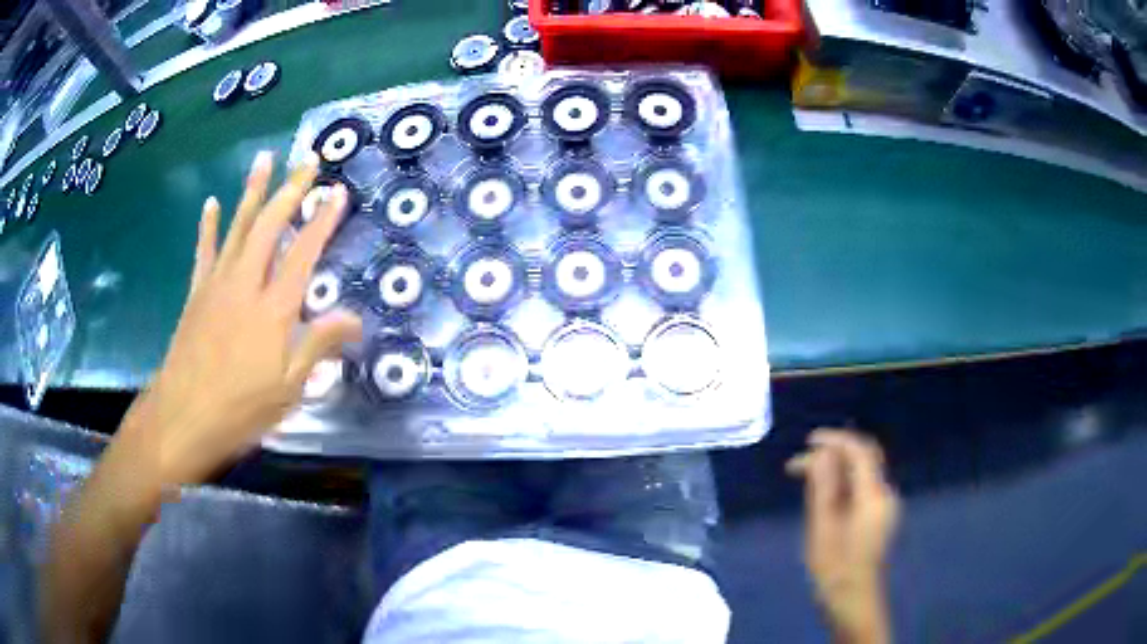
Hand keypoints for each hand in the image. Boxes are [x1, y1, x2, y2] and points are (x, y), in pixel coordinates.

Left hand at [123, 151, 361, 487]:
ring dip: (253, 191)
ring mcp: (218, 283)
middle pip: (270, 226)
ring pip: (238, 226)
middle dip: (291, 189)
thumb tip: (355, 319)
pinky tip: (212, 203)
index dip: (322, 220)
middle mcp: (246, 284)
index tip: (338, 191)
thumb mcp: (289, 388)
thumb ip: (319, 346)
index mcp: (273, 308)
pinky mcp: (197, 292)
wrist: (183, 416)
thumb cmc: (240, 408)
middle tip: (309, 160)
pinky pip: (205, 250)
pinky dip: (209, 225)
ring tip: (265, 159)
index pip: (303, 253)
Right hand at [787, 429, 899, 643]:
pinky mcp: (880, 515)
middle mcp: (885, 493)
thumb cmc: (835, 569)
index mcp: (874, 495)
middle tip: (798, 464)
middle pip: (863, 457)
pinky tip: (823, 495)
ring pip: (862, 472)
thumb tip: (820, 454)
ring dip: (836, 468)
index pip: (860, 451)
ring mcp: (885, 505)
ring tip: (804, 478)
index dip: (835, 439)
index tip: (808, 441)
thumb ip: (824, 488)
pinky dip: (843, 482)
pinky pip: (862, 486)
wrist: (854, 601)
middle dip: (833, 452)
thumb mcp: (822, 528)